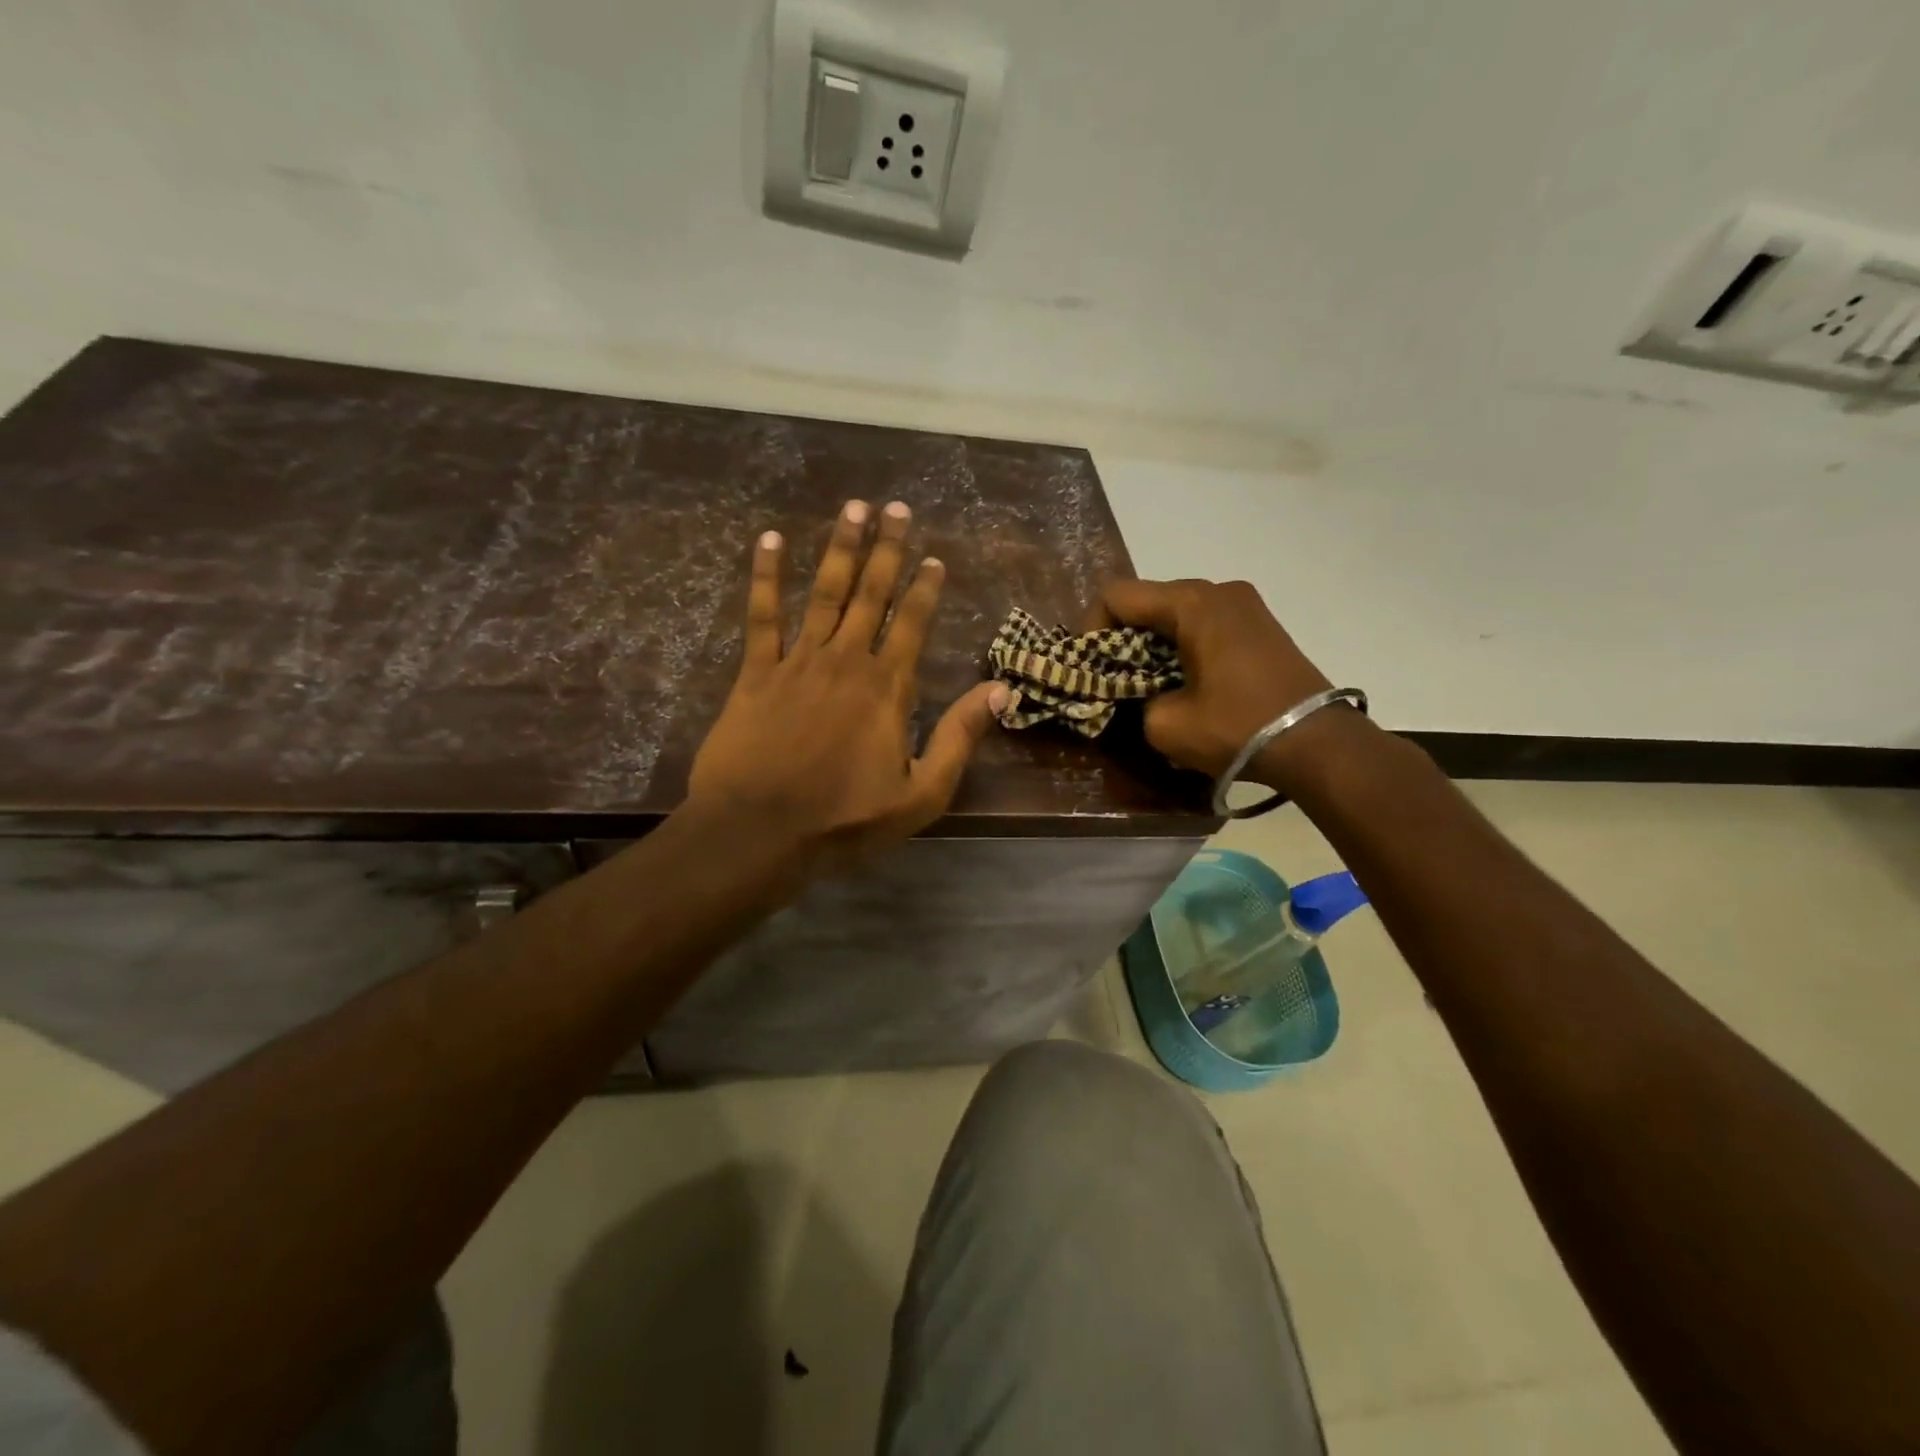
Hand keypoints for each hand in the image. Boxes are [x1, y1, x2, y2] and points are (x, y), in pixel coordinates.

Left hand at [689, 499, 1005, 870]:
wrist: (759, 832)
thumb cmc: (844, 820)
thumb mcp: (921, 794)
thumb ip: (959, 738)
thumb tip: (1001, 690)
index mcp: (888, 688)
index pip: (913, 624)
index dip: (925, 588)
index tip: (933, 556)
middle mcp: (846, 661)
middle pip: (871, 593)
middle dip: (886, 549)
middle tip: (895, 507)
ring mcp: (798, 662)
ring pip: (824, 592)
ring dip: (839, 548)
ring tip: (852, 508)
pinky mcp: (756, 672)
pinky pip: (762, 616)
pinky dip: (765, 577)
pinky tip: (768, 541)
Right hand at [1090, 578, 1338, 788]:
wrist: (1318, 743)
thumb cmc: (1236, 727)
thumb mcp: (1165, 724)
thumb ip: (1132, 700)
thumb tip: (1136, 695)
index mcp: (1191, 602)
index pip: (1117, 595)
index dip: (1091, 628)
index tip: (1092, 668)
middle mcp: (1218, 590)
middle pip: (1147, 600)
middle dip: (1121, 638)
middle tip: (1115, 680)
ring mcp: (1245, 603)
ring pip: (1176, 612)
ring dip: (1153, 643)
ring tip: (1150, 683)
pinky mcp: (1260, 623)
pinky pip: (1204, 622)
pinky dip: (1182, 645)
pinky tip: (1186, 680)